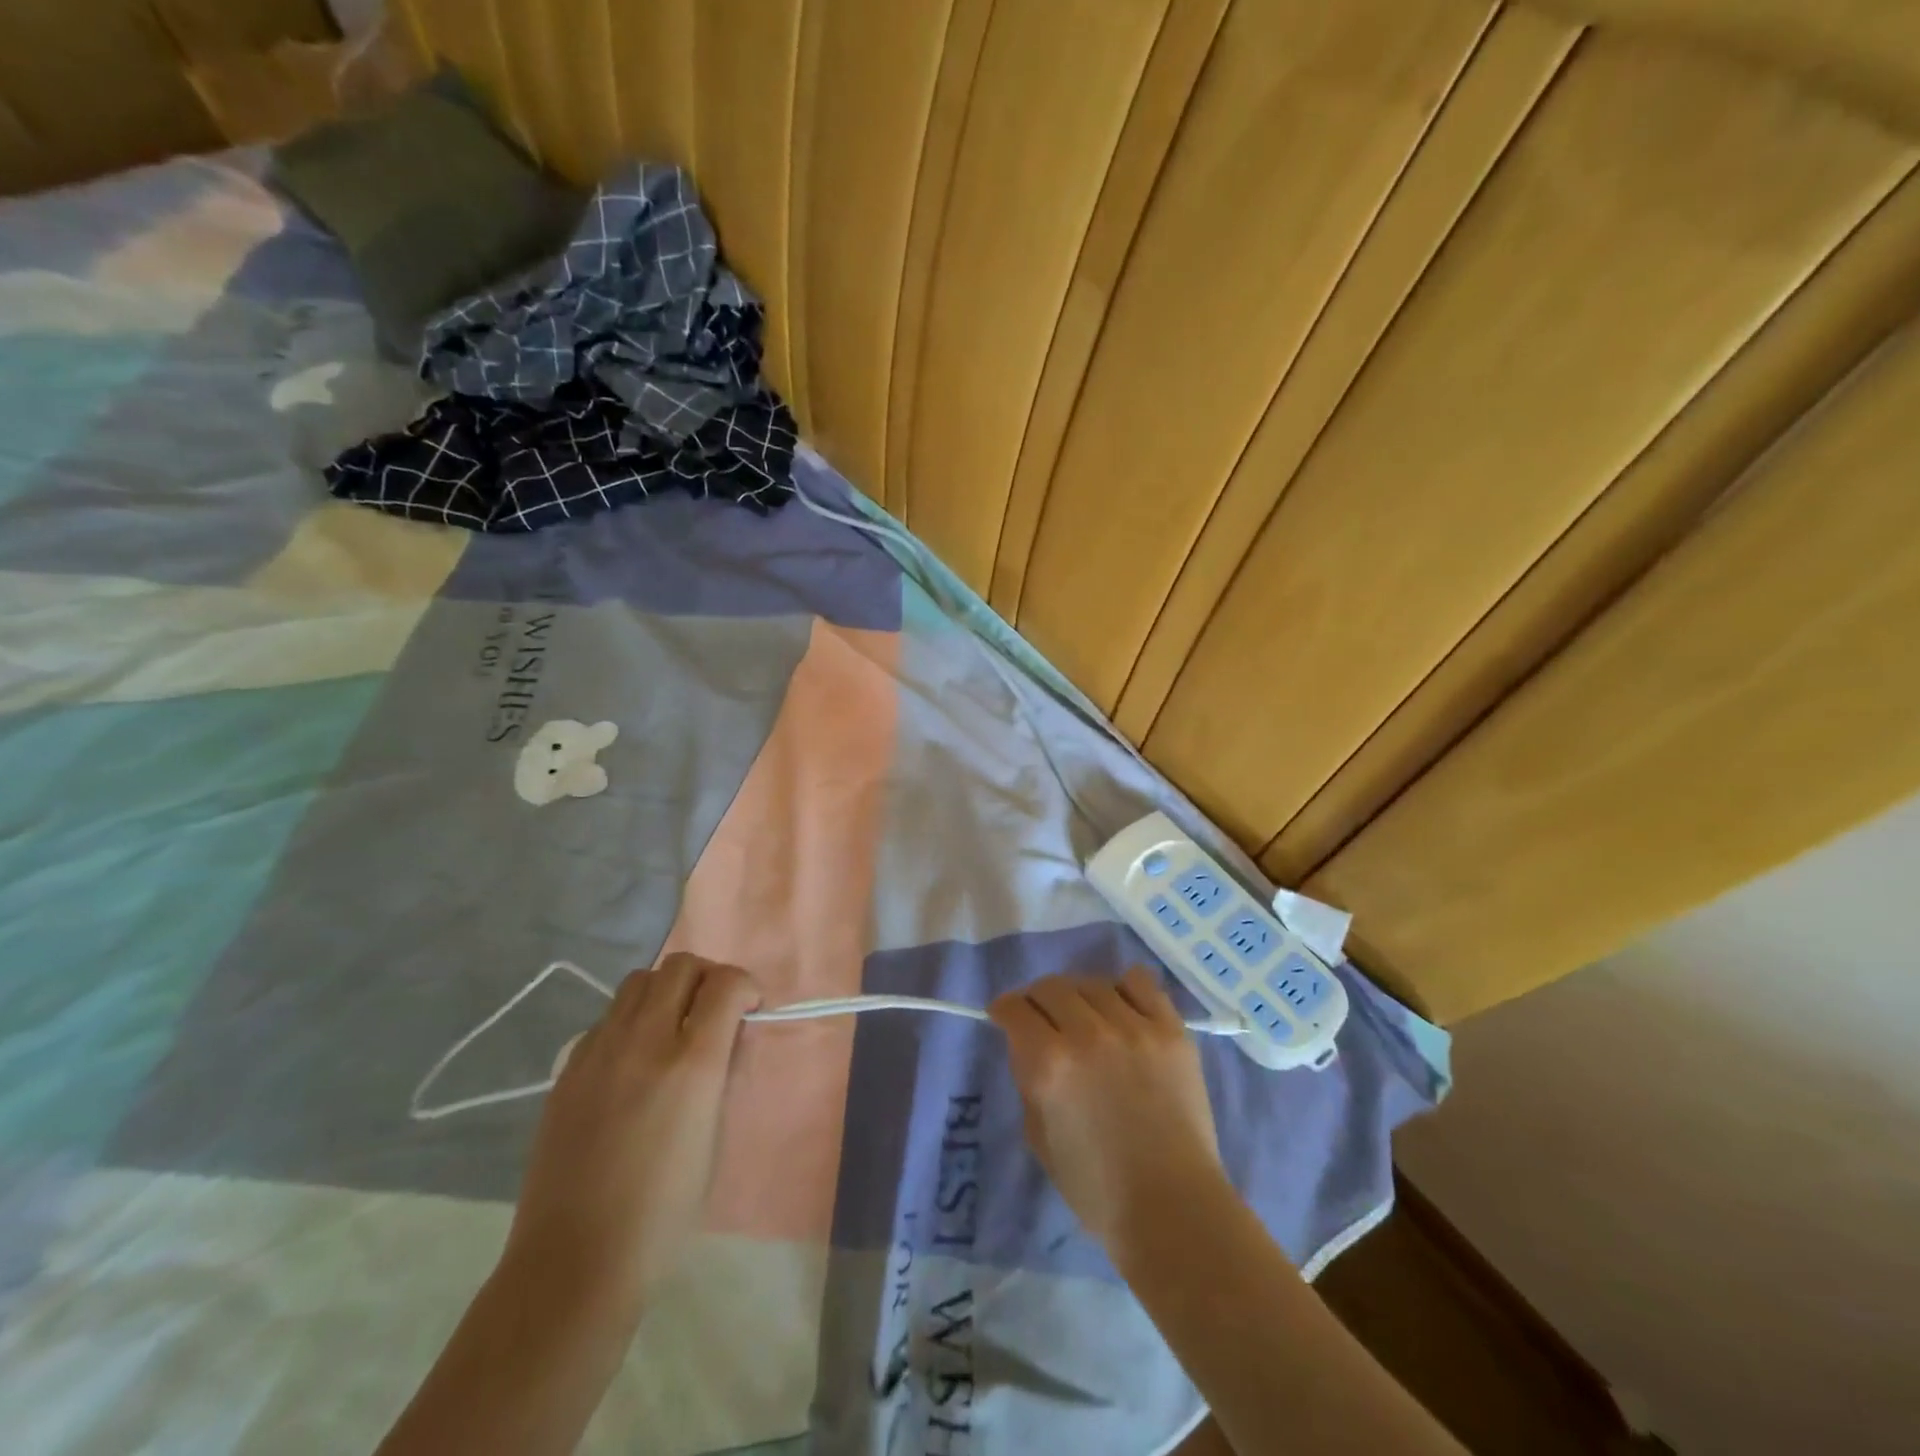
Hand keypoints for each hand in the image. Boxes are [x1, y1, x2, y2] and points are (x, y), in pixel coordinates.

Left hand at [504, 953, 759, 1309]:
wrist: (573, 1262)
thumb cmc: (664, 1212)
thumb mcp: (715, 1137)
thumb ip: (724, 1073)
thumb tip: (729, 1036)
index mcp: (691, 1064)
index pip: (726, 984)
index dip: (746, 986)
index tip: (750, 1010)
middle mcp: (644, 1042)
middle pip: (681, 966)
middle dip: (708, 977)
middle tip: (715, 1011)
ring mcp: (598, 1051)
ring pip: (639, 980)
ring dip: (667, 989)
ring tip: (673, 1026)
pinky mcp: (567, 1068)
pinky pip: (607, 1017)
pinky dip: (631, 1019)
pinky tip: (633, 1060)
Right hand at [989, 967, 1226, 1250]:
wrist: (1173, 1207)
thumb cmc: (1096, 1187)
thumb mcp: (1038, 1136)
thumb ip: (1030, 1081)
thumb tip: (1031, 1047)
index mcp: (1049, 1063)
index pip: (1015, 1008)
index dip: (1004, 1010)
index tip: (1005, 1016)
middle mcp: (1087, 1034)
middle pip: (1051, 987)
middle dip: (1037, 1000)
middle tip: (1042, 1019)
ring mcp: (1133, 1027)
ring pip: (1092, 983)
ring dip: (1078, 996)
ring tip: (1084, 1016)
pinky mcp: (1170, 1030)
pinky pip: (1141, 983)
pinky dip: (1123, 988)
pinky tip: (1121, 1008)